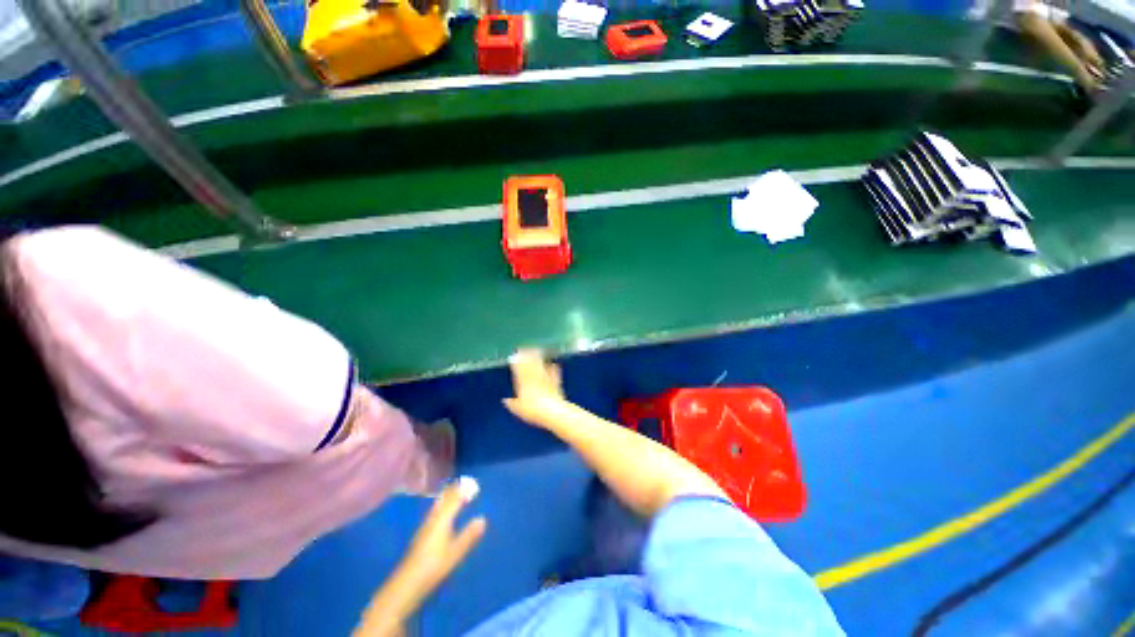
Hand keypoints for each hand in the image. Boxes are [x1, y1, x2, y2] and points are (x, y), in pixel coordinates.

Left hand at [401, 477, 486, 590]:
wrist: (407, 583)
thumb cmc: (434, 566)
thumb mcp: (455, 552)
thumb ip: (469, 535)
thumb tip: (482, 518)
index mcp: (443, 520)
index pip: (454, 500)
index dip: (463, 491)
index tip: (473, 483)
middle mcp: (433, 519)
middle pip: (444, 500)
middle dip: (453, 490)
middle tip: (463, 482)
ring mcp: (425, 526)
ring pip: (437, 505)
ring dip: (446, 496)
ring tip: (452, 491)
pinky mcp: (421, 534)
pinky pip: (434, 511)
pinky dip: (440, 505)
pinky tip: (439, 510)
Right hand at [503, 349, 566, 426]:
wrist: (552, 410)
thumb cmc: (533, 411)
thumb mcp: (519, 409)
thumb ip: (512, 404)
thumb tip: (505, 401)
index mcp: (524, 383)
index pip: (519, 370)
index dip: (517, 363)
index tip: (515, 356)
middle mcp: (535, 378)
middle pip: (530, 364)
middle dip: (527, 356)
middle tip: (525, 348)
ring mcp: (545, 378)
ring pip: (540, 365)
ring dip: (538, 357)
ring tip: (537, 350)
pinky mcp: (555, 381)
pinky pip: (554, 372)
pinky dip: (553, 367)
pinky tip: (554, 364)